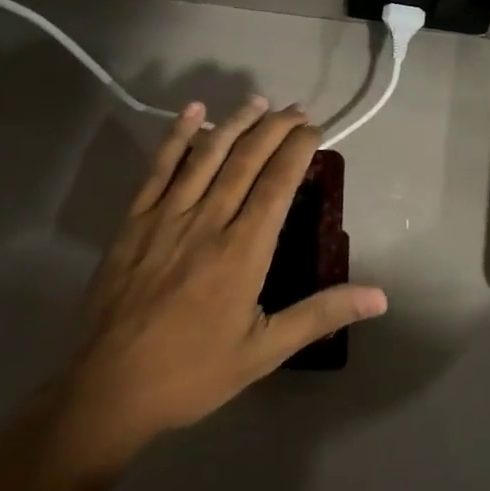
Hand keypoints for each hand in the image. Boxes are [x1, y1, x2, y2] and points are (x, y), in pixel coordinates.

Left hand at [54, 97, 387, 462]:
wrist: (109, 389)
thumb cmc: (193, 372)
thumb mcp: (265, 351)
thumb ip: (320, 315)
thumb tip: (379, 297)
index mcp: (242, 251)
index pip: (278, 183)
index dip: (298, 149)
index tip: (315, 130)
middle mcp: (207, 221)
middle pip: (246, 159)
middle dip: (275, 128)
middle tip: (296, 110)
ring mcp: (166, 216)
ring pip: (206, 155)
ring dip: (234, 123)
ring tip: (257, 101)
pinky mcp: (134, 221)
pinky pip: (158, 168)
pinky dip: (176, 136)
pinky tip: (191, 112)